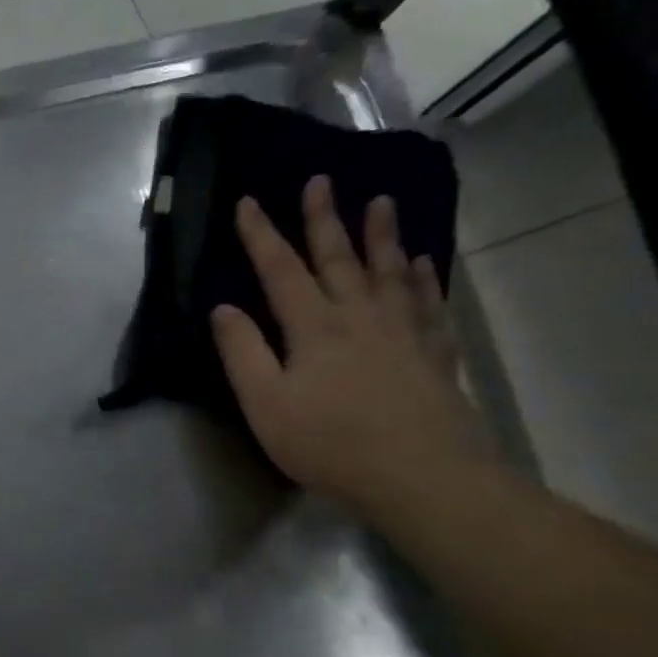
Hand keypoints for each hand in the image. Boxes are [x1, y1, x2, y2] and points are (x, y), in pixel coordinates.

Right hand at [210, 175, 488, 515]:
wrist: (423, 476)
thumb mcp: (265, 403)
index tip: (249, 201)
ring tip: (382, 202)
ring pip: (389, 271)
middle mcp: (360, 316)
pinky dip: (421, 277)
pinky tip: (421, 263)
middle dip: (325, 218)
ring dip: (382, 235)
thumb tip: (223, 308)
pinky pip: (427, 302)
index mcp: (314, 327)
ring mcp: (403, 332)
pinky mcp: (434, 354)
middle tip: (322, 180)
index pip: (280, 270)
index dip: (261, 235)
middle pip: (339, 258)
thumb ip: (242, 352)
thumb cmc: (329, 442)